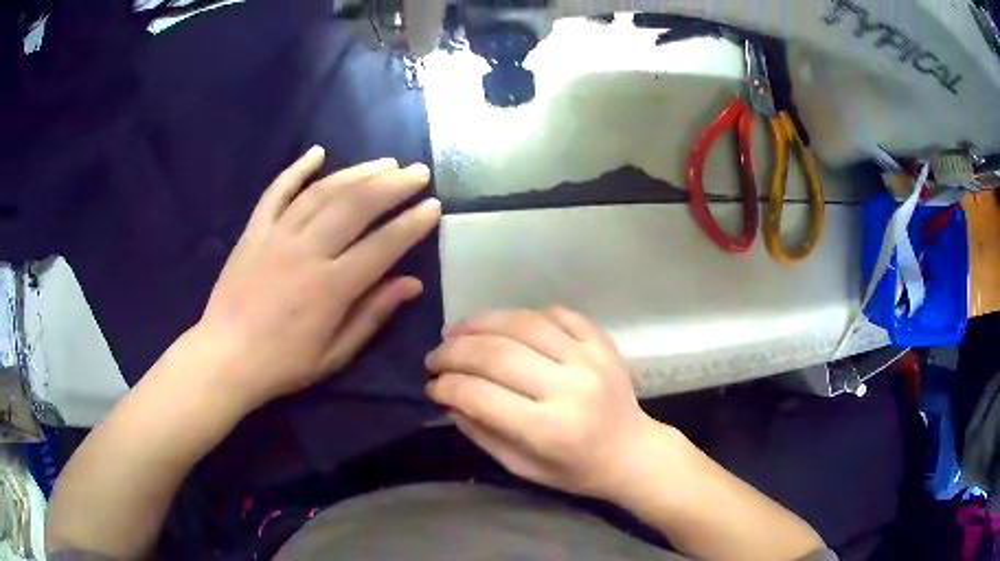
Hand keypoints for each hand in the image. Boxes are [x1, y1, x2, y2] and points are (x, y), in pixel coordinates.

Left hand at [195, 146, 440, 410]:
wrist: (225, 357)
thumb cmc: (283, 363)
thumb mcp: (334, 354)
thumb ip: (372, 314)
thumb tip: (412, 283)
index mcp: (330, 288)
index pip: (382, 246)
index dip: (412, 224)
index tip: (433, 206)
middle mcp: (306, 252)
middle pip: (355, 206)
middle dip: (392, 185)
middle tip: (417, 172)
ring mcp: (276, 236)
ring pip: (322, 192)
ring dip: (357, 172)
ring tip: (385, 163)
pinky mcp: (254, 231)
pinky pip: (277, 191)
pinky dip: (297, 169)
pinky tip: (318, 152)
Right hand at [425, 307, 661, 500]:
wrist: (632, 452)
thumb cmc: (576, 470)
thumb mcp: (522, 467)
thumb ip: (482, 433)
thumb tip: (447, 399)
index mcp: (548, 429)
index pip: (480, 396)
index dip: (447, 387)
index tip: (431, 385)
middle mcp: (569, 387)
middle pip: (497, 354)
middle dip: (454, 351)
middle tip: (435, 356)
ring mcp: (589, 358)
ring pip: (523, 323)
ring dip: (481, 322)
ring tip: (458, 330)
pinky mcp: (602, 342)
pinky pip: (558, 314)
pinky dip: (525, 315)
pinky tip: (507, 325)